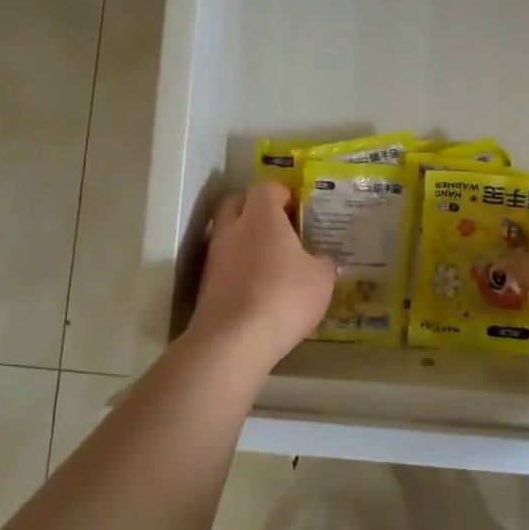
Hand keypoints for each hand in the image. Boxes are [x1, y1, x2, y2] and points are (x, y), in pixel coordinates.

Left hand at [184, 180, 335, 371]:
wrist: (233, 341)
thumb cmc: (284, 297)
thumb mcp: (321, 279)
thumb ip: (323, 262)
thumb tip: (321, 259)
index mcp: (261, 217)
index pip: (265, 187)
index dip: (280, 193)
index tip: (295, 206)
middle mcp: (232, 229)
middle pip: (235, 203)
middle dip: (253, 209)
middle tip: (277, 227)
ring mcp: (214, 258)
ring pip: (226, 235)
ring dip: (243, 241)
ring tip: (268, 261)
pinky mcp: (205, 286)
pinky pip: (223, 265)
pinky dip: (237, 269)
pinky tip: (256, 288)